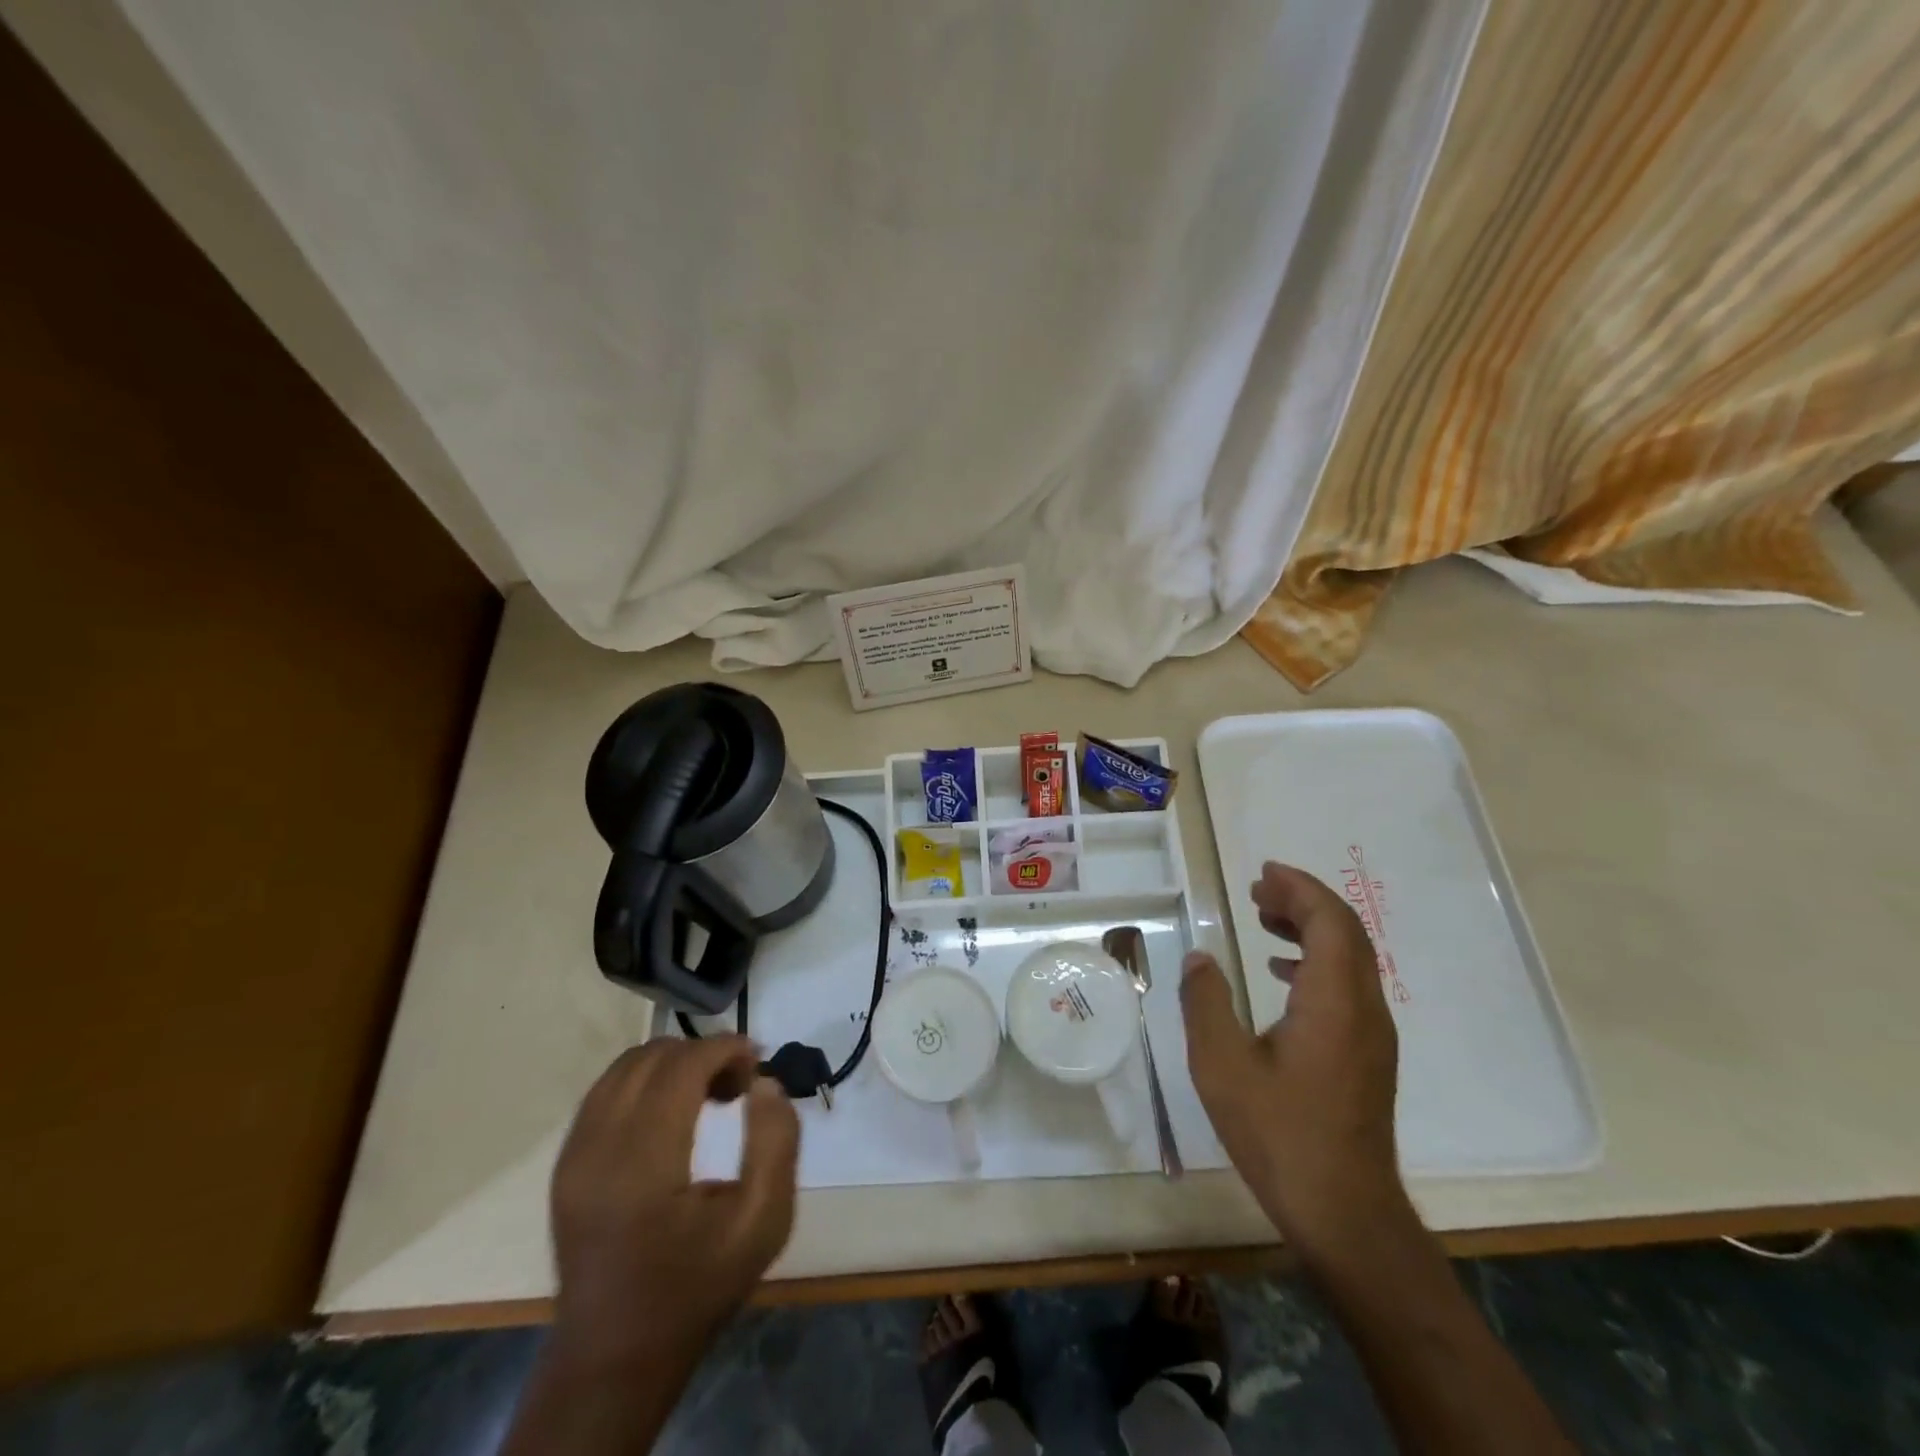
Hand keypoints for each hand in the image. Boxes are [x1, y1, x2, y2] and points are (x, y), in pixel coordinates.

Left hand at [548, 1036, 799, 1372]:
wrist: (615, 1356)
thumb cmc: (696, 1289)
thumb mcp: (763, 1222)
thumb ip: (776, 1143)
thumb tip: (765, 1082)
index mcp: (642, 1165)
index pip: (681, 1066)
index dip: (724, 1048)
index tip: (757, 1060)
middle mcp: (597, 1148)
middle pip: (653, 1056)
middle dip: (702, 1052)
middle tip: (739, 1083)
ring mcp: (573, 1154)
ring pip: (625, 1066)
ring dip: (674, 1062)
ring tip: (708, 1092)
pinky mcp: (565, 1163)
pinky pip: (606, 1091)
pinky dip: (646, 1080)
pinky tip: (673, 1109)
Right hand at [1181, 861, 1403, 1258]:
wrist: (1344, 1212)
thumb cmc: (1279, 1134)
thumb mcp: (1221, 1065)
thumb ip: (1206, 1002)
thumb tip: (1199, 958)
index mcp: (1333, 1001)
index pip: (1330, 921)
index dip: (1300, 889)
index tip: (1264, 874)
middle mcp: (1363, 1008)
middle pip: (1346, 932)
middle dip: (1304, 902)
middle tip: (1257, 891)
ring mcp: (1373, 1035)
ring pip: (1351, 959)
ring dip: (1311, 929)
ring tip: (1265, 920)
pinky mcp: (1369, 1056)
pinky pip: (1349, 986)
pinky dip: (1317, 962)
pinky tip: (1281, 974)